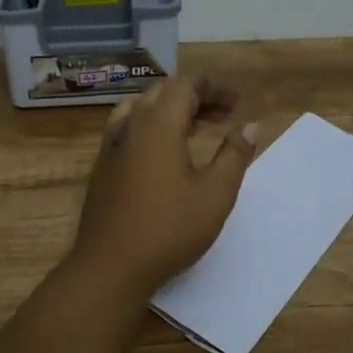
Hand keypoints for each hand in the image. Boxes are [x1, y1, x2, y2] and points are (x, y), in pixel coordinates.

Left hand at [69, 77, 258, 296]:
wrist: (109, 267)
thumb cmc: (168, 229)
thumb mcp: (215, 195)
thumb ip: (234, 156)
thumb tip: (250, 126)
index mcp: (158, 125)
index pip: (185, 85)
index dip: (213, 87)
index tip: (238, 102)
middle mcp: (130, 127)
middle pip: (163, 93)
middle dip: (196, 96)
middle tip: (225, 114)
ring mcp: (111, 147)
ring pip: (142, 109)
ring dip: (171, 110)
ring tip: (197, 127)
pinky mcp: (102, 168)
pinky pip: (128, 129)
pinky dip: (152, 126)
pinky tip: (165, 152)